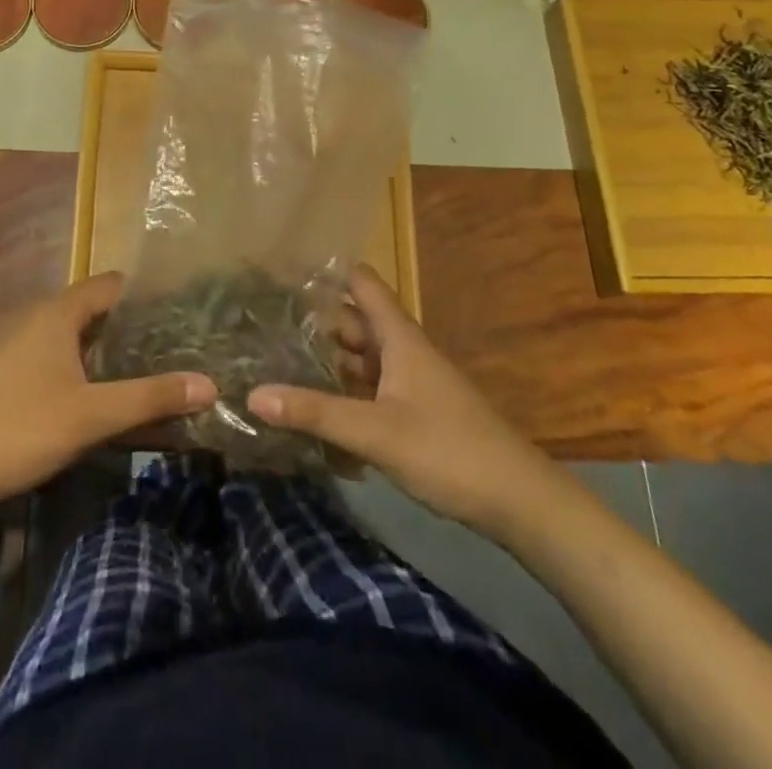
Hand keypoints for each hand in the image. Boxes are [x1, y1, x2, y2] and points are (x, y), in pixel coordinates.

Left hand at [0, 273, 215, 512]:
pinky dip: (85, 363)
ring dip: (109, 347)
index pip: (113, 285)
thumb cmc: (22, 428)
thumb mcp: (94, 415)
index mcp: (58, 312)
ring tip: (149, 366)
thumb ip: (151, 398)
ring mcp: (19, 344)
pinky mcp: (8, 371)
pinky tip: (102, 392)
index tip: (184, 312)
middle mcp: (38, 317)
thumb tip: (210, 385)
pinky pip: (58, 353)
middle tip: (176, 343)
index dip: (148, 295)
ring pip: (76, 333)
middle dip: (134, 324)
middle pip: (96, 308)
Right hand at [250, 266, 528, 528]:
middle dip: (315, 320)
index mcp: (399, 338)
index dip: (328, 271)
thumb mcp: (376, 431)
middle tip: (263, 321)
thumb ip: (316, 412)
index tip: (284, 270)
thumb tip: (253, 393)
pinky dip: (344, 391)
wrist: (519, 501)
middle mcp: (403, 351)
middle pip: (355, 322)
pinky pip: (370, 390)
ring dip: (327, 358)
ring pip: (361, 358)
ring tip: (277, 359)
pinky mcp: (415, 414)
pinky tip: (315, 407)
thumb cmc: (449, 450)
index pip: (362, 284)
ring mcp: (411, 383)